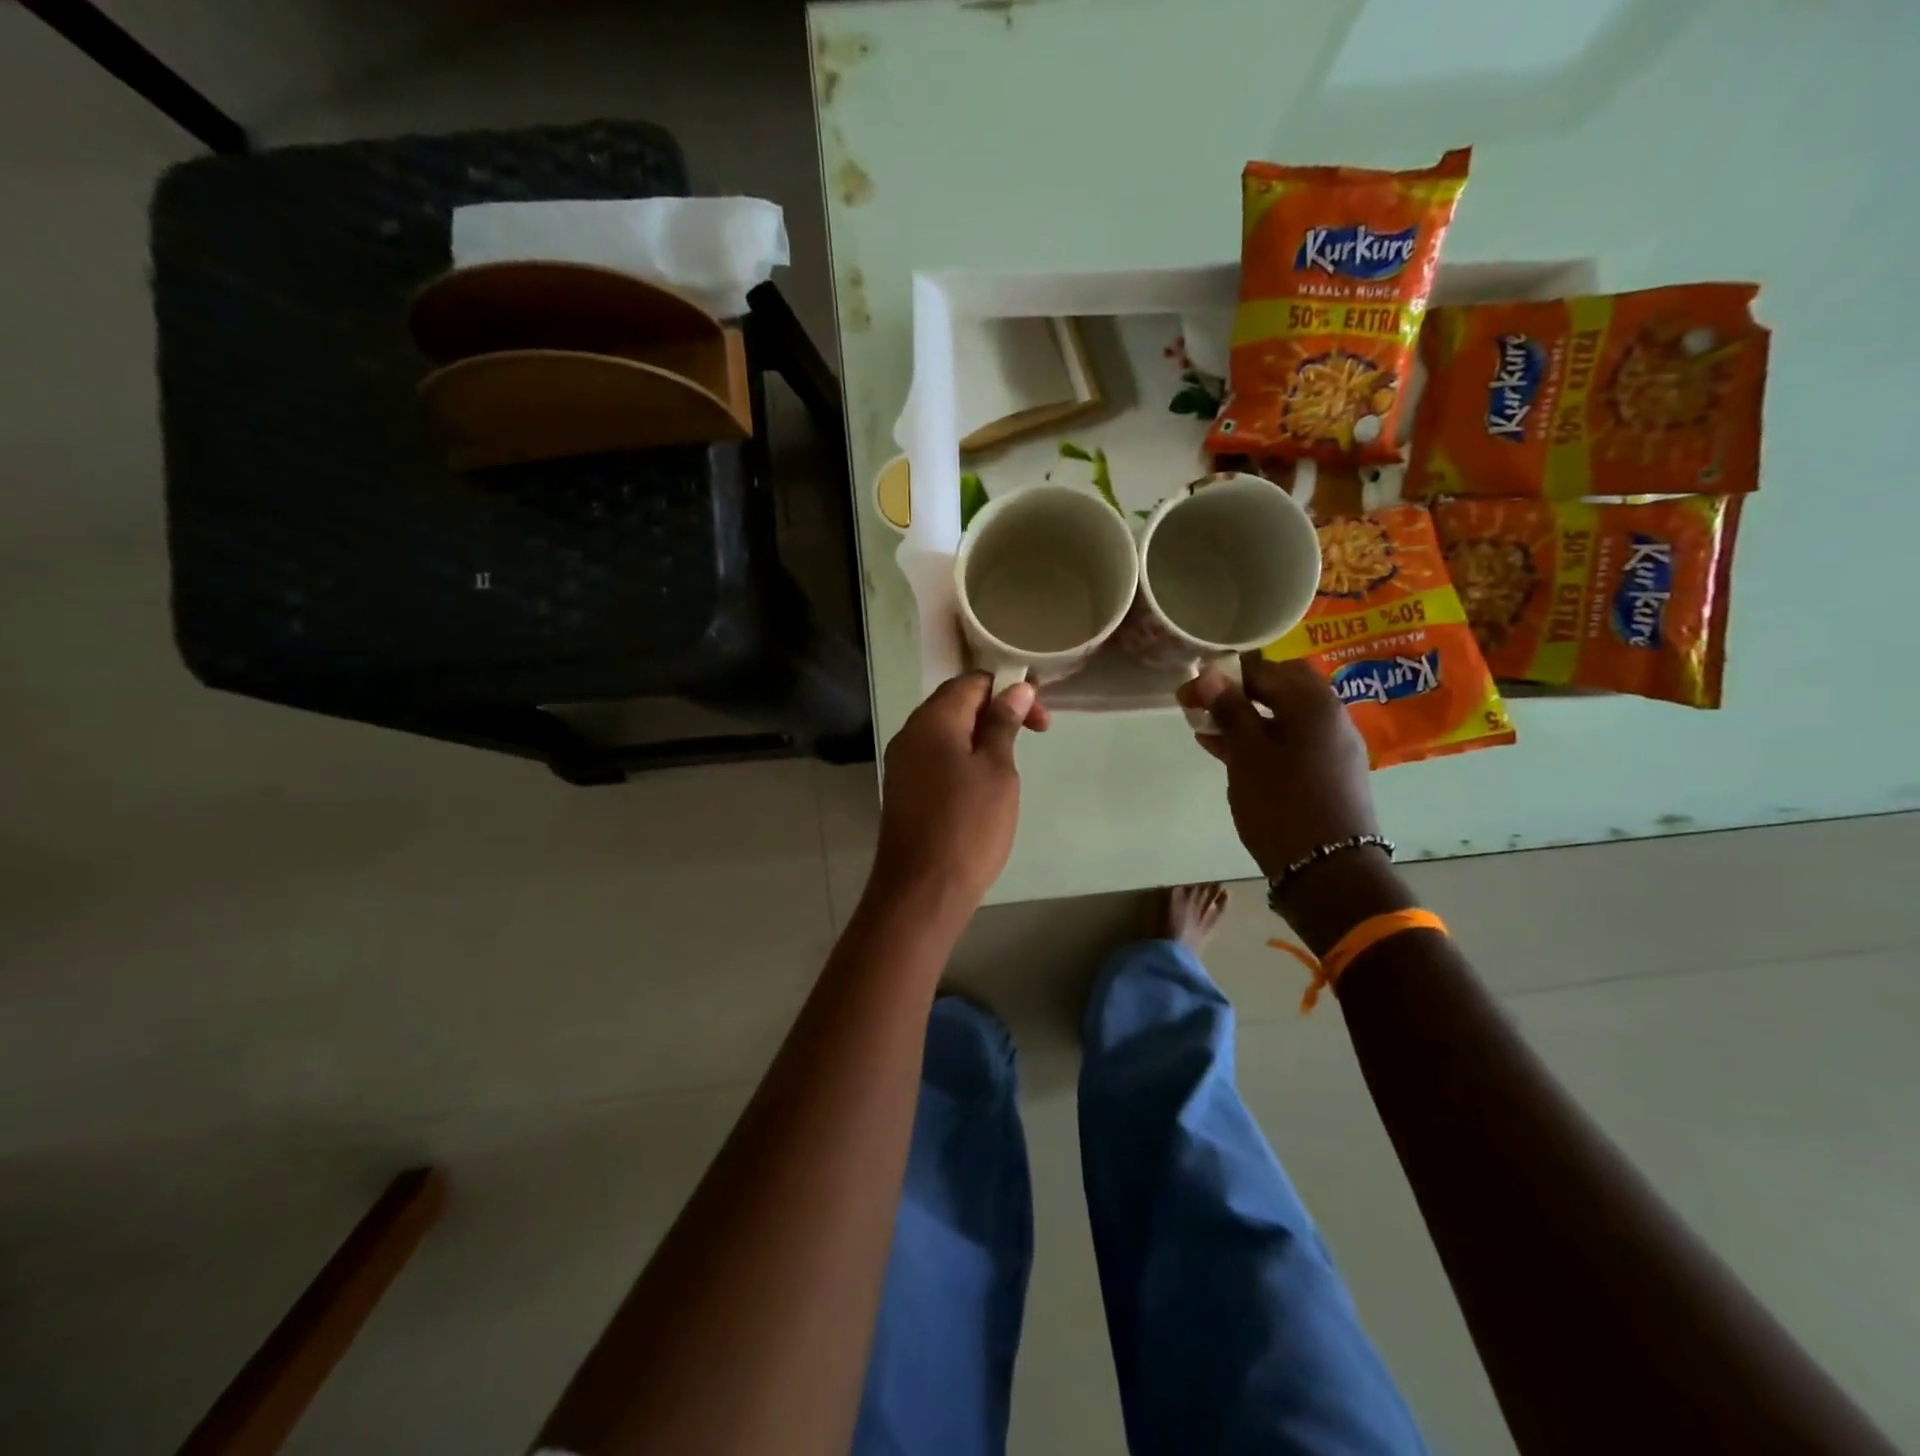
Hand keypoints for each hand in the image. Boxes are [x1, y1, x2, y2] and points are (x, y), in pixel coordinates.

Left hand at [869, 672, 1050, 923]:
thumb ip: (1003, 724)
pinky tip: (984, 784)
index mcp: (932, 720)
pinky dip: (964, 758)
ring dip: (982, 736)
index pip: (971, 682)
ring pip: (947, 733)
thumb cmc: (967, 826)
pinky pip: (937, 758)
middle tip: (1035, 734)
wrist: (922, 891)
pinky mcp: (905, 790)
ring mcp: (903, 763)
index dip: (1008, 688)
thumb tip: (1016, 688)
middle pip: (956, 704)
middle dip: (997, 711)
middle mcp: (910, 734)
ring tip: (1012, 762)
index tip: (1040, 715)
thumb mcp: (997, 771)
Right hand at [1178, 655, 1379, 879]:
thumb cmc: (1282, 803)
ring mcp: (1333, 746)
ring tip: (1207, 731)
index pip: (1264, 670)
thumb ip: (1230, 710)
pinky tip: (1228, 753)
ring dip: (1246, 718)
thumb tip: (1211, 674)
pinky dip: (1261, 740)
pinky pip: (1291, 742)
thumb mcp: (1247, 754)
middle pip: (1279, 689)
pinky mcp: (1328, 772)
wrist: (1328, 869)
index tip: (1188, 693)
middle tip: (1202, 707)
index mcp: (1314, 704)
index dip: (1222, 677)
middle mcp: (1331, 717)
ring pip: (1284, 717)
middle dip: (1238, 693)